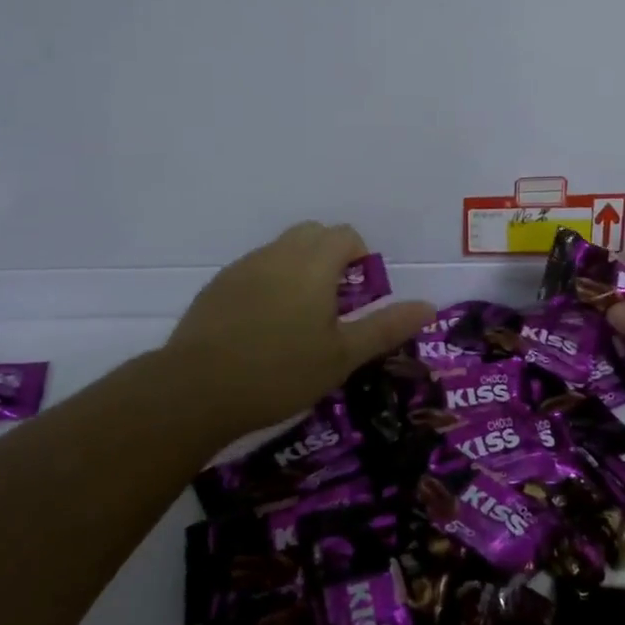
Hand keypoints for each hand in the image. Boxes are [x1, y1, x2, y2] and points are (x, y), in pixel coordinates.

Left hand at [164, 222, 434, 439]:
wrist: (196, 390)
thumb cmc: (280, 373)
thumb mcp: (342, 356)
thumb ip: (386, 327)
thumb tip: (428, 306)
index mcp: (312, 264)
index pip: (345, 235)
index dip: (360, 257)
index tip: (360, 295)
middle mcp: (278, 254)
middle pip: (313, 234)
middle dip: (331, 256)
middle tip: (335, 303)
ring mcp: (244, 267)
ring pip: (282, 249)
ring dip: (300, 268)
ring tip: (300, 318)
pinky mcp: (218, 285)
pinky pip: (255, 269)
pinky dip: (270, 282)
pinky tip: (263, 326)